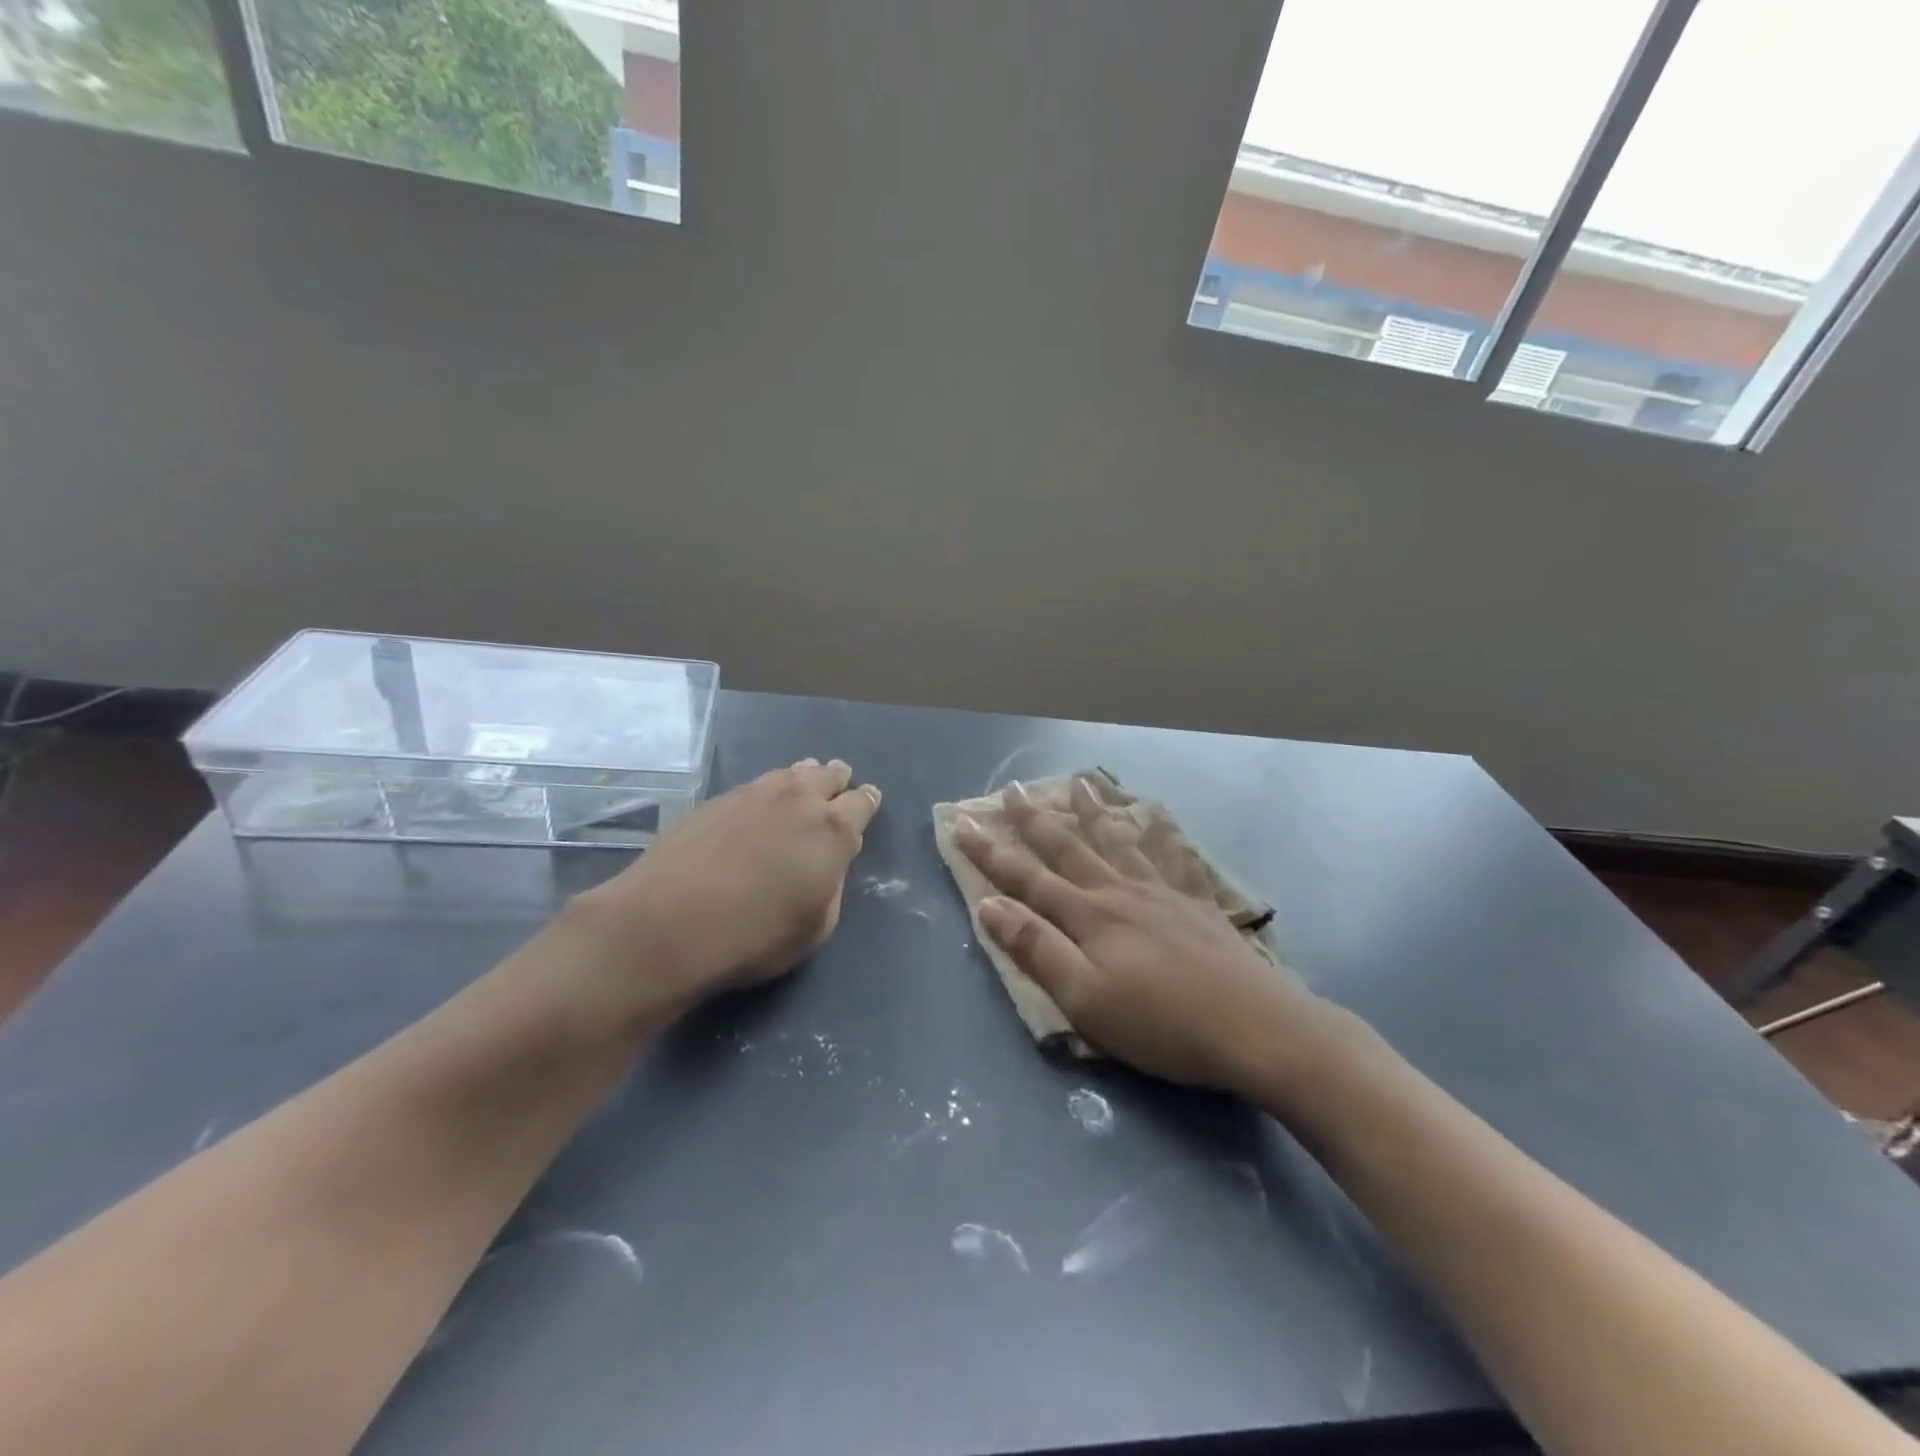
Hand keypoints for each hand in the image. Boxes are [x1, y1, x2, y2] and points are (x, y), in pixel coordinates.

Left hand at [569, 759, 881, 1013]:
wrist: (668, 924)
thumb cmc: (755, 936)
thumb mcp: (816, 926)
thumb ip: (831, 885)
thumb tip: (827, 862)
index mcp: (833, 830)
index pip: (862, 803)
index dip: (867, 802)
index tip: (868, 800)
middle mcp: (799, 800)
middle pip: (828, 776)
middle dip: (837, 779)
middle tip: (838, 783)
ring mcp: (755, 794)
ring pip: (790, 773)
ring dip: (803, 777)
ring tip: (803, 783)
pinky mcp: (718, 800)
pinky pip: (757, 785)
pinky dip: (769, 789)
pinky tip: (761, 802)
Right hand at [955, 778, 1328, 1096]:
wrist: (1256, 1028)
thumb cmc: (1161, 1024)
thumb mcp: (1084, 998)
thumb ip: (1037, 949)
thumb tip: (988, 904)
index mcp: (1088, 916)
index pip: (1026, 877)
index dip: (990, 852)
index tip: (961, 823)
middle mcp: (1119, 892)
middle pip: (1068, 849)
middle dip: (1034, 820)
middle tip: (1011, 789)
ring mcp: (1161, 893)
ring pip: (1117, 843)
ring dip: (1092, 814)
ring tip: (1078, 785)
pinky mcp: (1196, 904)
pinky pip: (1172, 857)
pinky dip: (1161, 833)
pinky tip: (1158, 816)